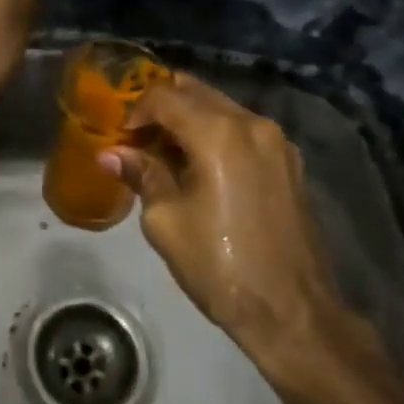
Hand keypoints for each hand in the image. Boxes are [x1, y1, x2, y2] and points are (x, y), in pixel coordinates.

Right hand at [100, 72, 351, 362]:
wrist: (293, 311)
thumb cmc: (220, 266)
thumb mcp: (166, 221)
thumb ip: (141, 175)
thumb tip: (110, 154)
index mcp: (218, 133)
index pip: (163, 96)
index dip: (134, 111)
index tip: (121, 140)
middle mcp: (251, 123)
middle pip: (195, 91)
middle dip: (161, 109)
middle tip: (139, 141)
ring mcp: (276, 141)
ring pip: (220, 107)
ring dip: (189, 120)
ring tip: (166, 157)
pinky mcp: (289, 161)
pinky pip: (242, 129)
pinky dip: (215, 134)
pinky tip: (201, 168)